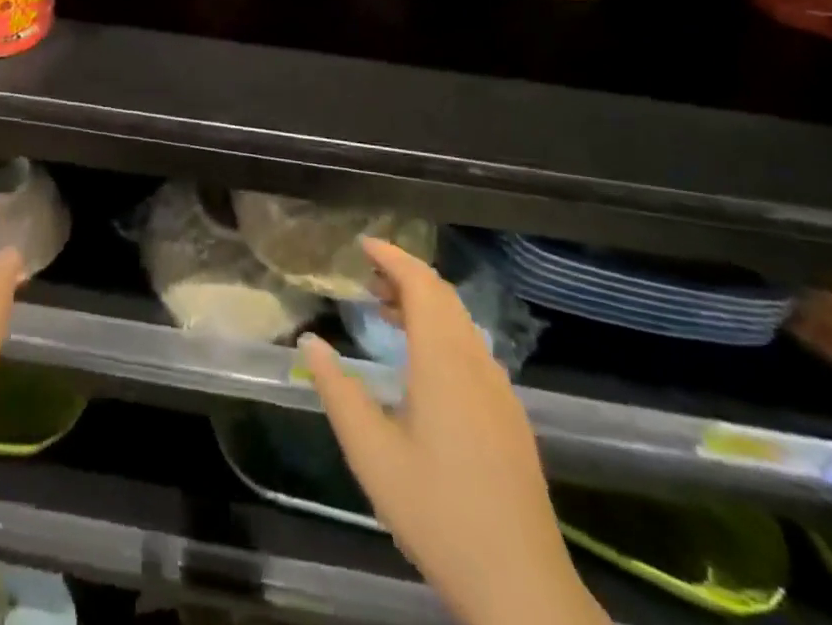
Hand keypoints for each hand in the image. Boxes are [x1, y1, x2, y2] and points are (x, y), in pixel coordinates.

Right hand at [299, 240, 605, 624]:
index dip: (393, 257)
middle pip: (444, 297)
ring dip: (424, 304)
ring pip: (461, 323)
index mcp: (445, 362)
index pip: (421, 285)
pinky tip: (420, 363)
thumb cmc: (437, 511)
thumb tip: (310, 343)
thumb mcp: (371, 453)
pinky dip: (442, 332)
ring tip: (385, 311)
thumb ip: (337, 391)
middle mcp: (477, 364)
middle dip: (405, 276)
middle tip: (366, 276)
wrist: (521, 587)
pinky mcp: (509, 417)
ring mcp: (500, 391)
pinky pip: (472, 349)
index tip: (363, 244)